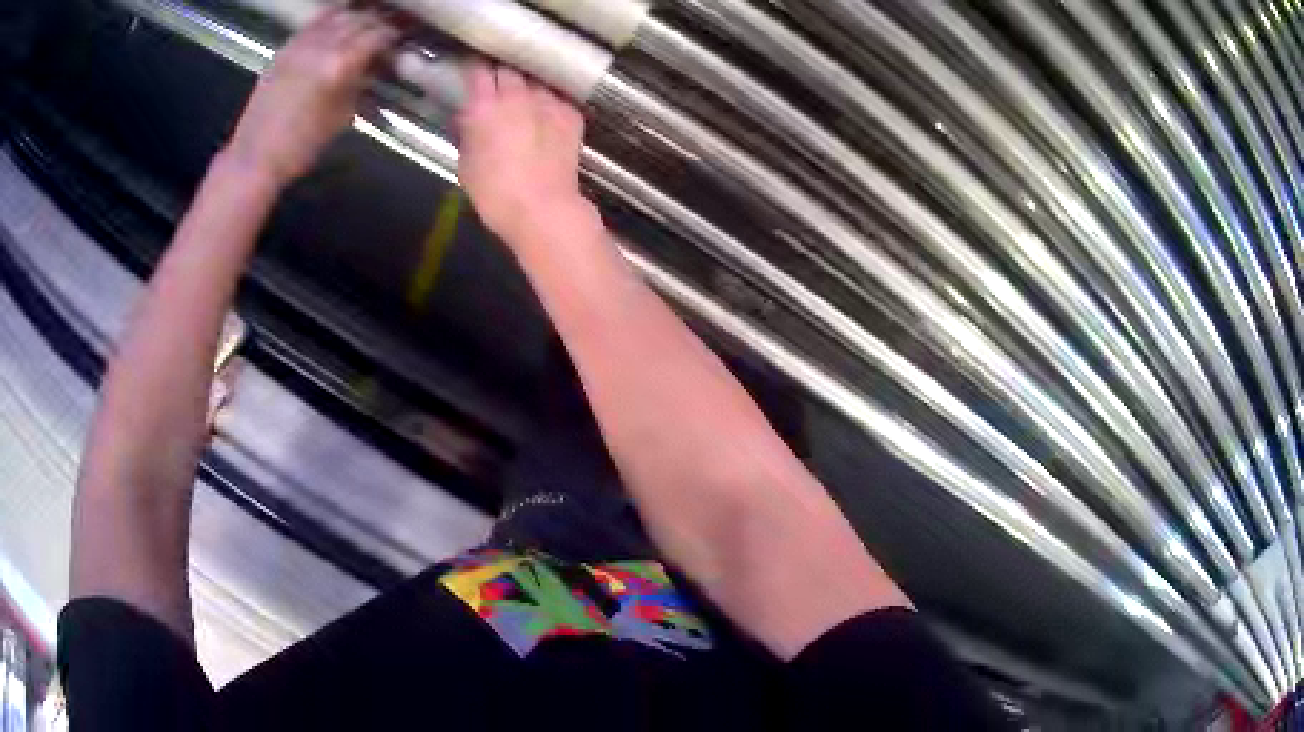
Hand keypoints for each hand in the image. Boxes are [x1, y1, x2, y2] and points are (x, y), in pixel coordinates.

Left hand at [224, 7, 396, 185]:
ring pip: (336, 15)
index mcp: (339, 64)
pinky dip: (329, 21)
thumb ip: (360, 84)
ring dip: (353, 18)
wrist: (255, 156)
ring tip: (361, 28)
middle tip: (384, 35)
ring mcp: (300, 44)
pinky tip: (334, 30)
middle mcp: (321, 46)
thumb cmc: (301, 146)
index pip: (377, 35)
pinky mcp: (284, 49)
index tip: (398, 42)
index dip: (392, 36)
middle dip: (376, 24)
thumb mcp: (342, 116)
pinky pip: (313, 24)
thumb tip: (375, 67)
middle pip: (359, 19)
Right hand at [455, 63, 594, 244]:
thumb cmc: (494, 193)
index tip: (472, 71)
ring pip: (535, 80)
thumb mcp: (465, 164)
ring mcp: (547, 101)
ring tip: (523, 97)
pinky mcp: (570, 114)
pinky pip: (557, 97)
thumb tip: (467, 118)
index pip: (478, 70)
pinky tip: (545, 114)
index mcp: (484, 106)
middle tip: (496, 84)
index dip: (474, 68)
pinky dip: (549, 101)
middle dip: (501, 73)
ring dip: (527, 85)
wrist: (542, 208)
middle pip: (508, 69)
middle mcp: (517, 95)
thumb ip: (466, 133)